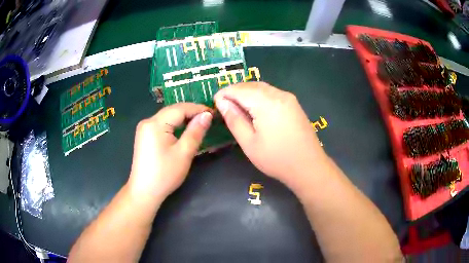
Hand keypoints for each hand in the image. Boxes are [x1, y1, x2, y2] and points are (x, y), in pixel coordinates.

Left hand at [128, 103, 212, 202]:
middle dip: (191, 112)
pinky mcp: (144, 136)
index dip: (198, 109)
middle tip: (209, 118)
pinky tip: (183, 130)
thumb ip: (196, 131)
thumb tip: (207, 115)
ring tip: (199, 123)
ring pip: (167, 117)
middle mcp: (147, 121)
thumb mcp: (184, 153)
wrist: (144, 192)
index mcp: (155, 123)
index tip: (214, 113)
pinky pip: (162, 124)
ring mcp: (144, 129)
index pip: (180, 109)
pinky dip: (174, 125)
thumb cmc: (165, 174)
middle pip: (172, 111)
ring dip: (183, 118)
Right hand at [214, 82, 325, 187]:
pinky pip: (271, 93)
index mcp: (266, 102)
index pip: (239, 89)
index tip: (215, 103)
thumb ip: (234, 119)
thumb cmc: (276, 158)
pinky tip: (255, 108)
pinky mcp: (293, 104)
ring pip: (262, 87)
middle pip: (251, 85)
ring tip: (237, 107)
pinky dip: (259, 96)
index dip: (224, 93)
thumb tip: (221, 102)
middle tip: (224, 105)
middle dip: (235, 91)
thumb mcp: (249, 142)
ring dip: (247, 93)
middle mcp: (278, 94)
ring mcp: (288, 98)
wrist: (308, 166)